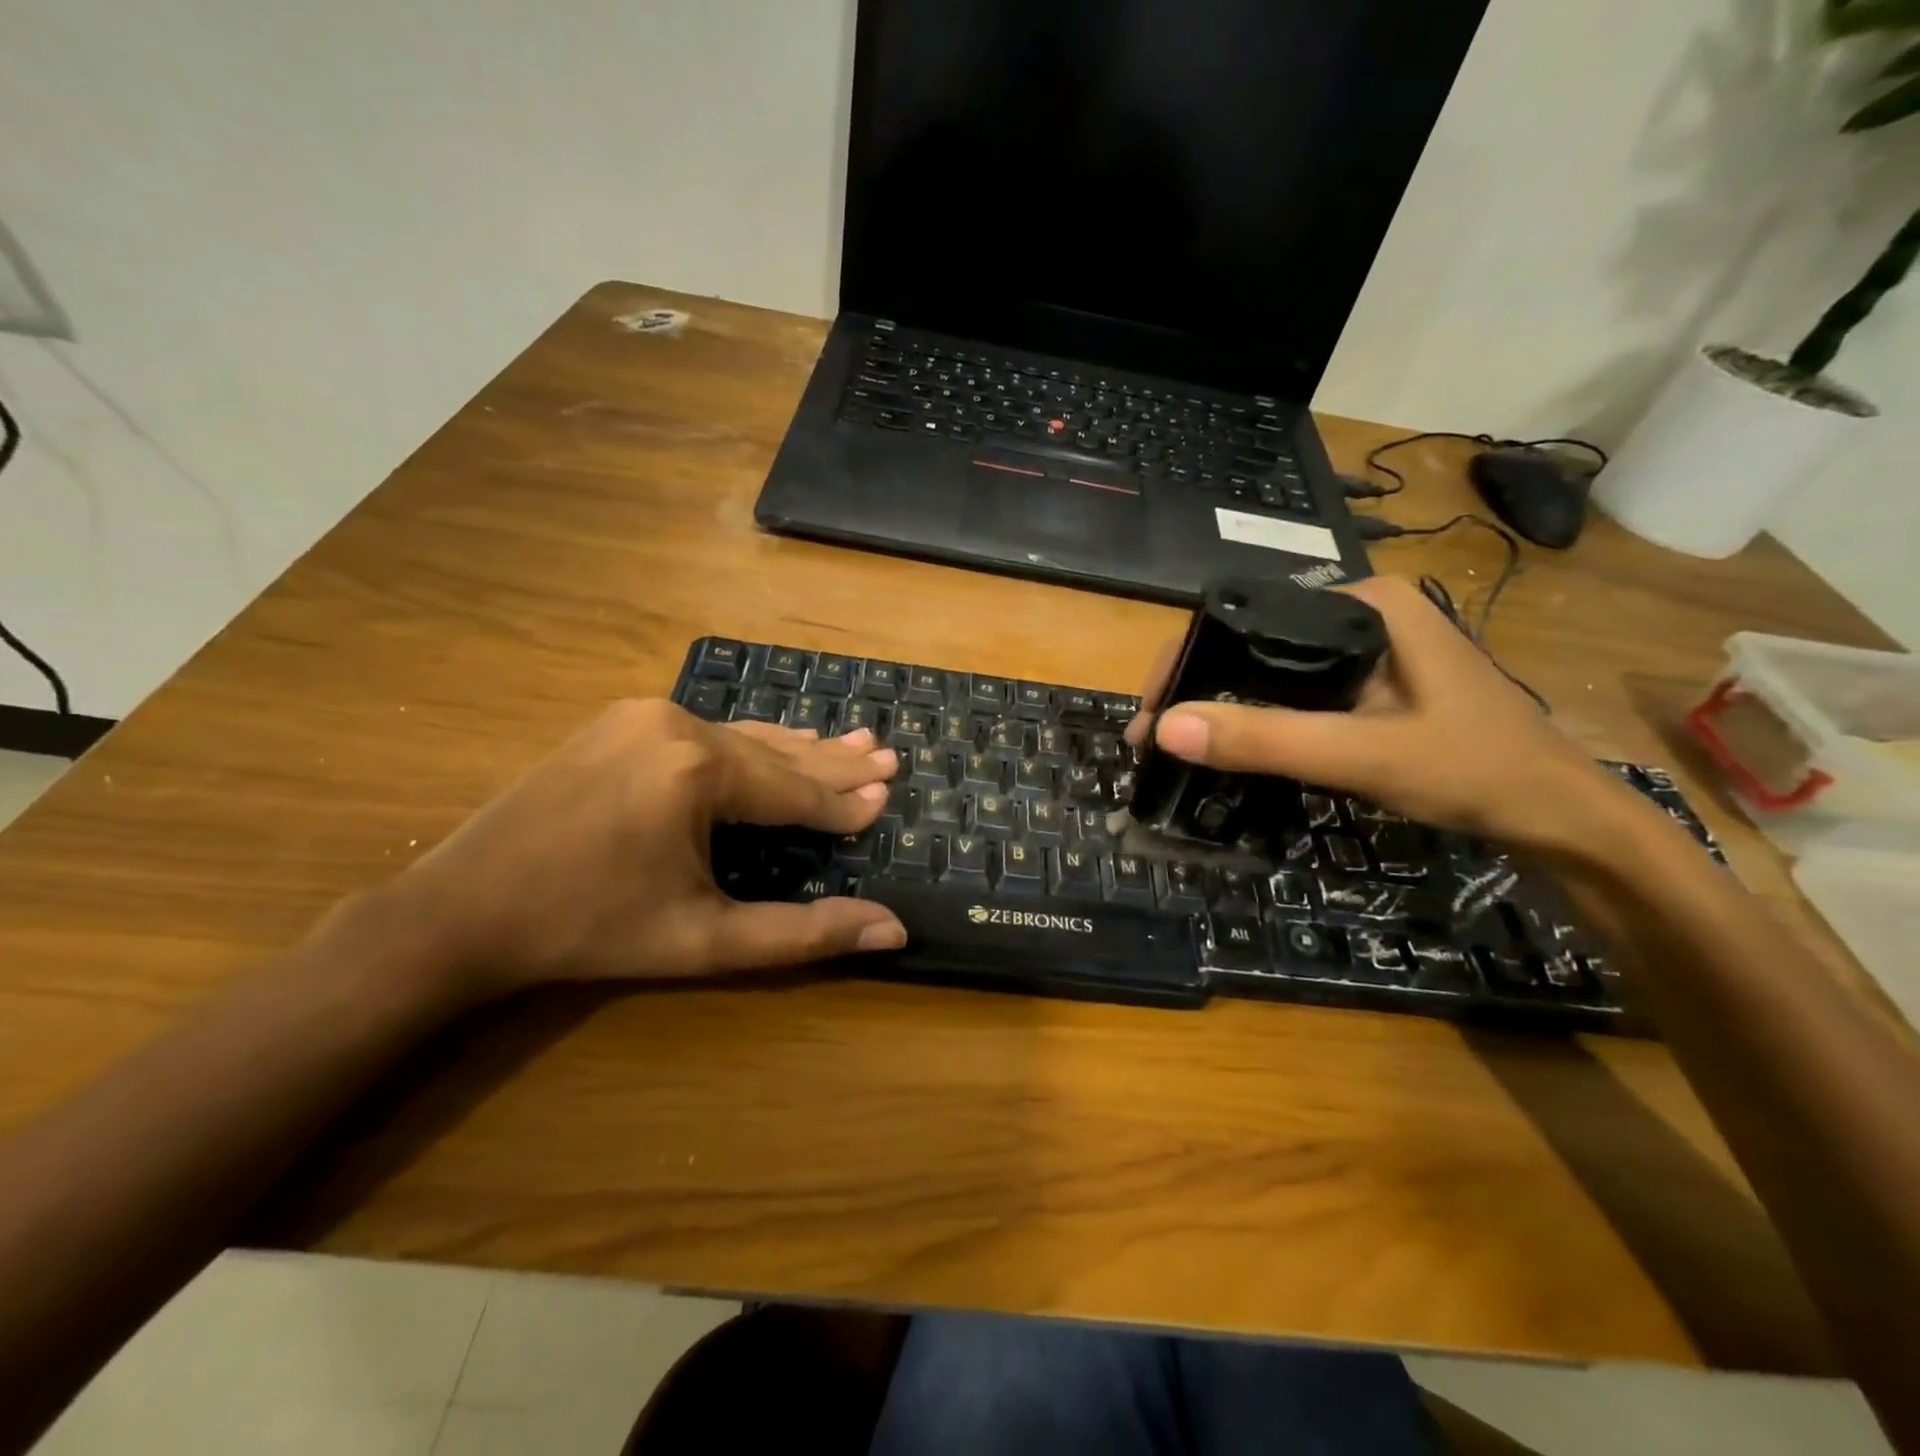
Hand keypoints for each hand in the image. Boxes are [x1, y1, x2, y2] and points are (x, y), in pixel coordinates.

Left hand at [362, 700, 904, 1001]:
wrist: (461, 911)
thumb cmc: (591, 930)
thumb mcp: (706, 940)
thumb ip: (804, 933)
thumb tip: (892, 931)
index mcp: (698, 771)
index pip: (793, 789)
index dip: (843, 803)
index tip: (888, 799)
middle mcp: (676, 725)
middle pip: (774, 752)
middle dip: (832, 764)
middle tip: (886, 757)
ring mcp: (642, 714)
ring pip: (741, 737)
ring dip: (796, 749)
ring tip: (852, 742)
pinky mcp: (618, 720)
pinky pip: (705, 732)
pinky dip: (749, 745)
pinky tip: (776, 744)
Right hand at [1125, 577, 1630, 851]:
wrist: (1561, 820)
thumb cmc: (1476, 771)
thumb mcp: (1364, 754)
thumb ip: (1267, 739)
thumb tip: (1166, 729)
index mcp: (1365, 602)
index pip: (1249, 618)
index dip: (1188, 661)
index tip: (1151, 713)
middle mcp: (1362, 615)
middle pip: (1255, 645)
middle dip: (1199, 689)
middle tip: (1154, 739)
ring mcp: (1369, 653)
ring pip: (1272, 673)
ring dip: (1224, 708)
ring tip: (1178, 747)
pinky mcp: (1372, 688)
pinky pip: (1296, 697)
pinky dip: (1259, 722)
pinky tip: (1233, 747)